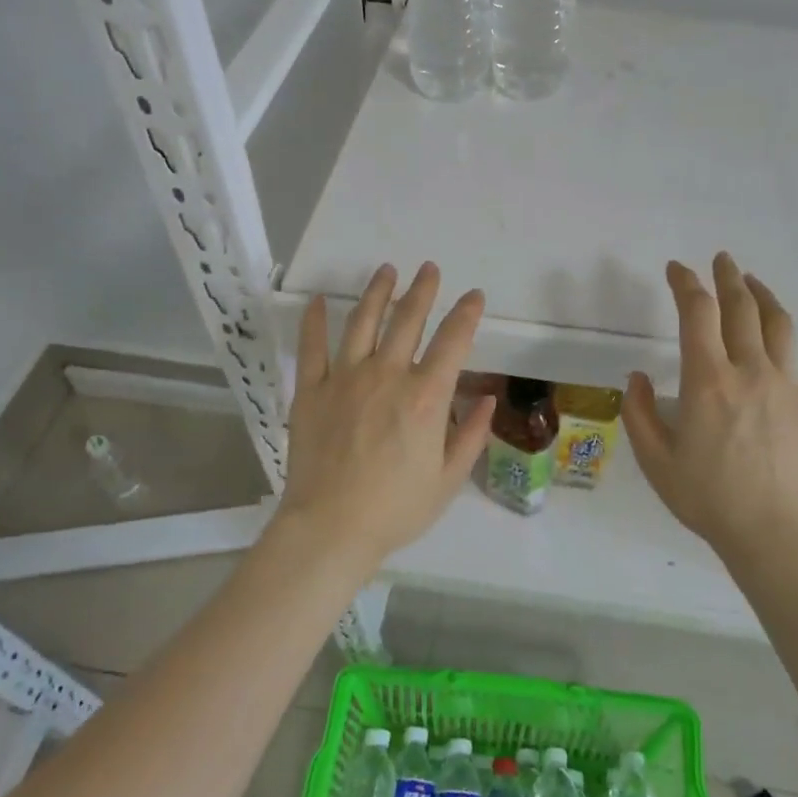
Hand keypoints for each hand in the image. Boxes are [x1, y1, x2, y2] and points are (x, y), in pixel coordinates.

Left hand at [275, 262, 491, 573]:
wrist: (331, 528)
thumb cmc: (396, 509)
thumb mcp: (448, 480)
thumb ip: (471, 436)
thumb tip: (487, 399)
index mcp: (426, 397)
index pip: (453, 342)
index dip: (466, 314)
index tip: (474, 296)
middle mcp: (387, 376)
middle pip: (407, 320)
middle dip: (422, 290)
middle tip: (429, 269)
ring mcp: (344, 379)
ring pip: (362, 322)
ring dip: (377, 292)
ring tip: (386, 271)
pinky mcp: (310, 390)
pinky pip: (312, 347)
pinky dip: (314, 320)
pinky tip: (318, 300)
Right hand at [622, 254, 797, 570]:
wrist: (769, 534)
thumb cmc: (706, 498)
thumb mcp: (654, 459)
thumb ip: (637, 412)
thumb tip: (636, 376)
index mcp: (706, 380)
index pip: (697, 314)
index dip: (685, 284)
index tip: (676, 269)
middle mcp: (749, 371)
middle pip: (740, 308)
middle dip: (727, 278)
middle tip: (720, 260)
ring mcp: (788, 386)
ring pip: (780, 326)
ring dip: (764, 297)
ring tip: (753, 282)